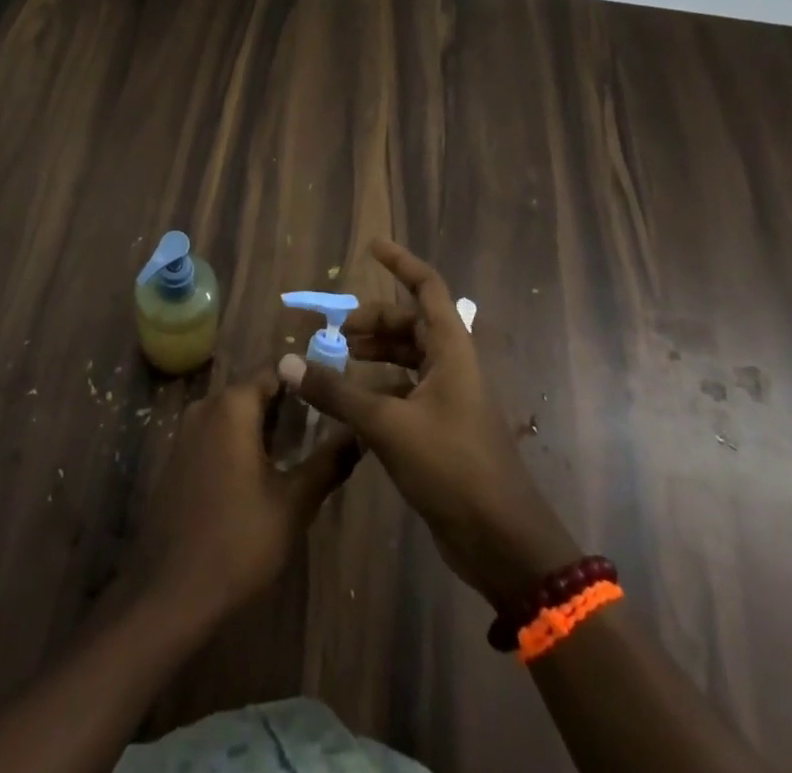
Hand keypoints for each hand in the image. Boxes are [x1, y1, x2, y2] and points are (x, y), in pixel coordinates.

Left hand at [131, 368, 359, 622]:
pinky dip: (241, 440)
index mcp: (232, 406)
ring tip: (302, 447)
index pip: (275, 372)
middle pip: (254, 391)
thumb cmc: (239, 541)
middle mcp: (206, 407)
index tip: (333, 394)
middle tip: (325, 424)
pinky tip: (264, 470)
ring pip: (234, 413)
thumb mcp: (294, 503)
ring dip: (264, 425)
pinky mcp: (178, 457)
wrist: (172, 590)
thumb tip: (359, 434)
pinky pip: (216, 433)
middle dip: (287, 404)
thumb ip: (328, 463)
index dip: (305, 381)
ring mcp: (186, 431)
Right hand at [280, 240, 579, 617]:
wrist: (503, 544)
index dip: (401, 263)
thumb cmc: (453, 467)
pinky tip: (348, 405)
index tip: (371, 247)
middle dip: (372, 320)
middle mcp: (451, 366)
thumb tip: (287, 364)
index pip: (427, 287)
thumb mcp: (387, 425)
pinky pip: (404, 391)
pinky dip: (376, 388)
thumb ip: (336, 392)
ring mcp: (448, 399)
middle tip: (334, 330)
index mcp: (451, 350)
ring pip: (406, 359)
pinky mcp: (441, 430)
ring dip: (373, 354)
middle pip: (410, 324)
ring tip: (335, 360)